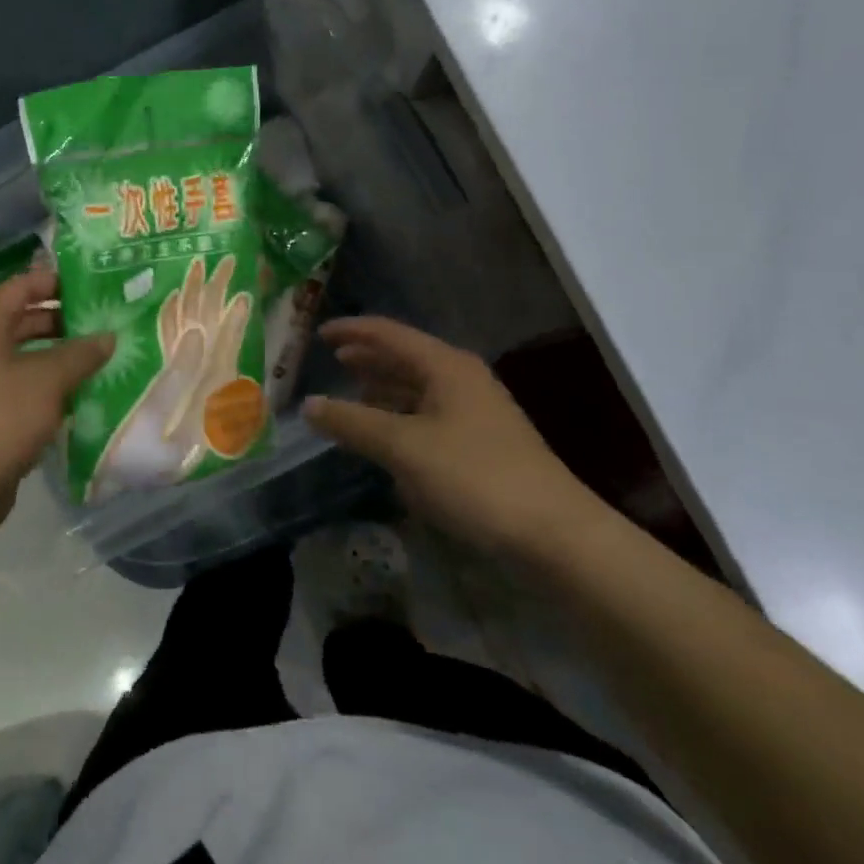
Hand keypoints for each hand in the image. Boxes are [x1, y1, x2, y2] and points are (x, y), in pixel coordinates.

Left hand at [0, 270, 112, 533]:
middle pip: (21, 319)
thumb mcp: (50, 380)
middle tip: (101, 322)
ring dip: (56, 353)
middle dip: (61, 319)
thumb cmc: (3, 418)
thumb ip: (81, 353)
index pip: (19, 287)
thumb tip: (108, 337)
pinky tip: (77, 391)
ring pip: (22, 353)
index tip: (90, 285)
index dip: (54, 281)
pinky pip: (19, 382)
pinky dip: (45, 381)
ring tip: (96, 356)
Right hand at [303, 317, 603, 553]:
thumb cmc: (474, 476)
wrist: (553, 533)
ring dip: (385, 389)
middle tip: (333, 362)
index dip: (352, 331)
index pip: (389, 334)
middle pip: (406, 357)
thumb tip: (309, 404)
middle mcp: (462, 380)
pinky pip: (430, 416)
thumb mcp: (403, 447)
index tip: (319, 335)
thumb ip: (352, 422)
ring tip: (353, 395)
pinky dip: (402, 418)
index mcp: (445, 366)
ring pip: (419, 388)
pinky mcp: (481, 443)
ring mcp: (476, 412)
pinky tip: (387, 437)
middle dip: (369, 358)